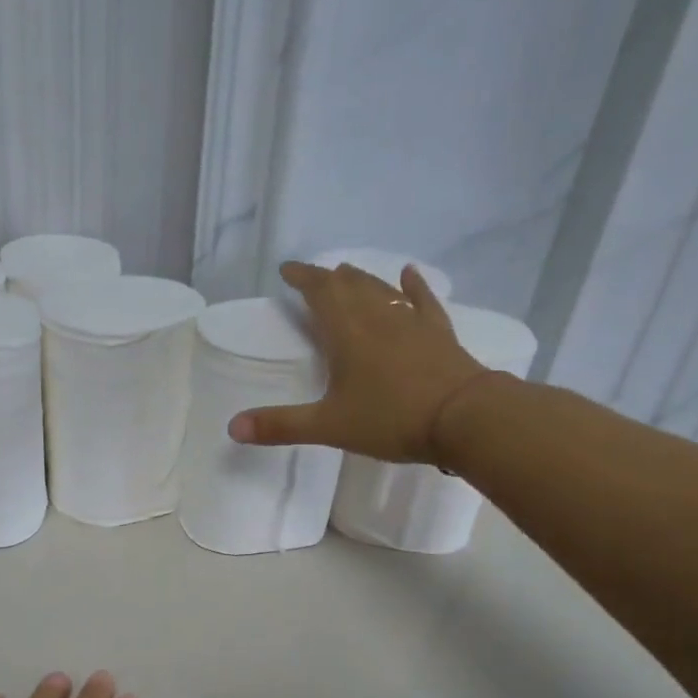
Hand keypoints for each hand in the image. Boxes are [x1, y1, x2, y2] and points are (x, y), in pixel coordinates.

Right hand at [229, 261, 487, 463]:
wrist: (464, 417)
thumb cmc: (391, 419)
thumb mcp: (329, 427)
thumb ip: (281, 426)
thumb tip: (232, 428)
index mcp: (347, 333)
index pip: (321, 293)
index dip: (303, 278)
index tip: (287, 270)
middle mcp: (378, 318)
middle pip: (350, 286)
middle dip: (328, 278)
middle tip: (313, 276)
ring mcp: (412, 323)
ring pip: (382, 290)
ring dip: (362, 279)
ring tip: (348, 273)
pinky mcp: (438, 334)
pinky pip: (423, 301)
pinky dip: (413, 286)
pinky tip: (409, 274)